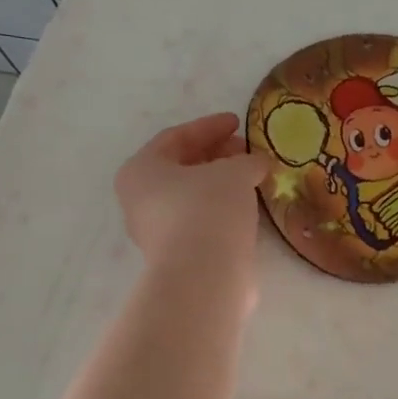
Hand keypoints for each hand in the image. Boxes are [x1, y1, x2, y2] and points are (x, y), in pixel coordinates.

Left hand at [115, 113, 270, 273]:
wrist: (204, 276)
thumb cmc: (208, 209)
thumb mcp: (233, 172)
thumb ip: (246, 161)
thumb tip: (257, 165)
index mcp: (141, 171)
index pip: (176, 138)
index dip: (209, 126)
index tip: (238, 122)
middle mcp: (140, 200)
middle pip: (181, 167)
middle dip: (216, 155)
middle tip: (246, 151)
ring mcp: (157, 232)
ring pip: (192, 196)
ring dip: (221, 183)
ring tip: (252, 177)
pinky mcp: (178, 255)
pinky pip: (200, 220)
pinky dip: (222, 208)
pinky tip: (247, 206)